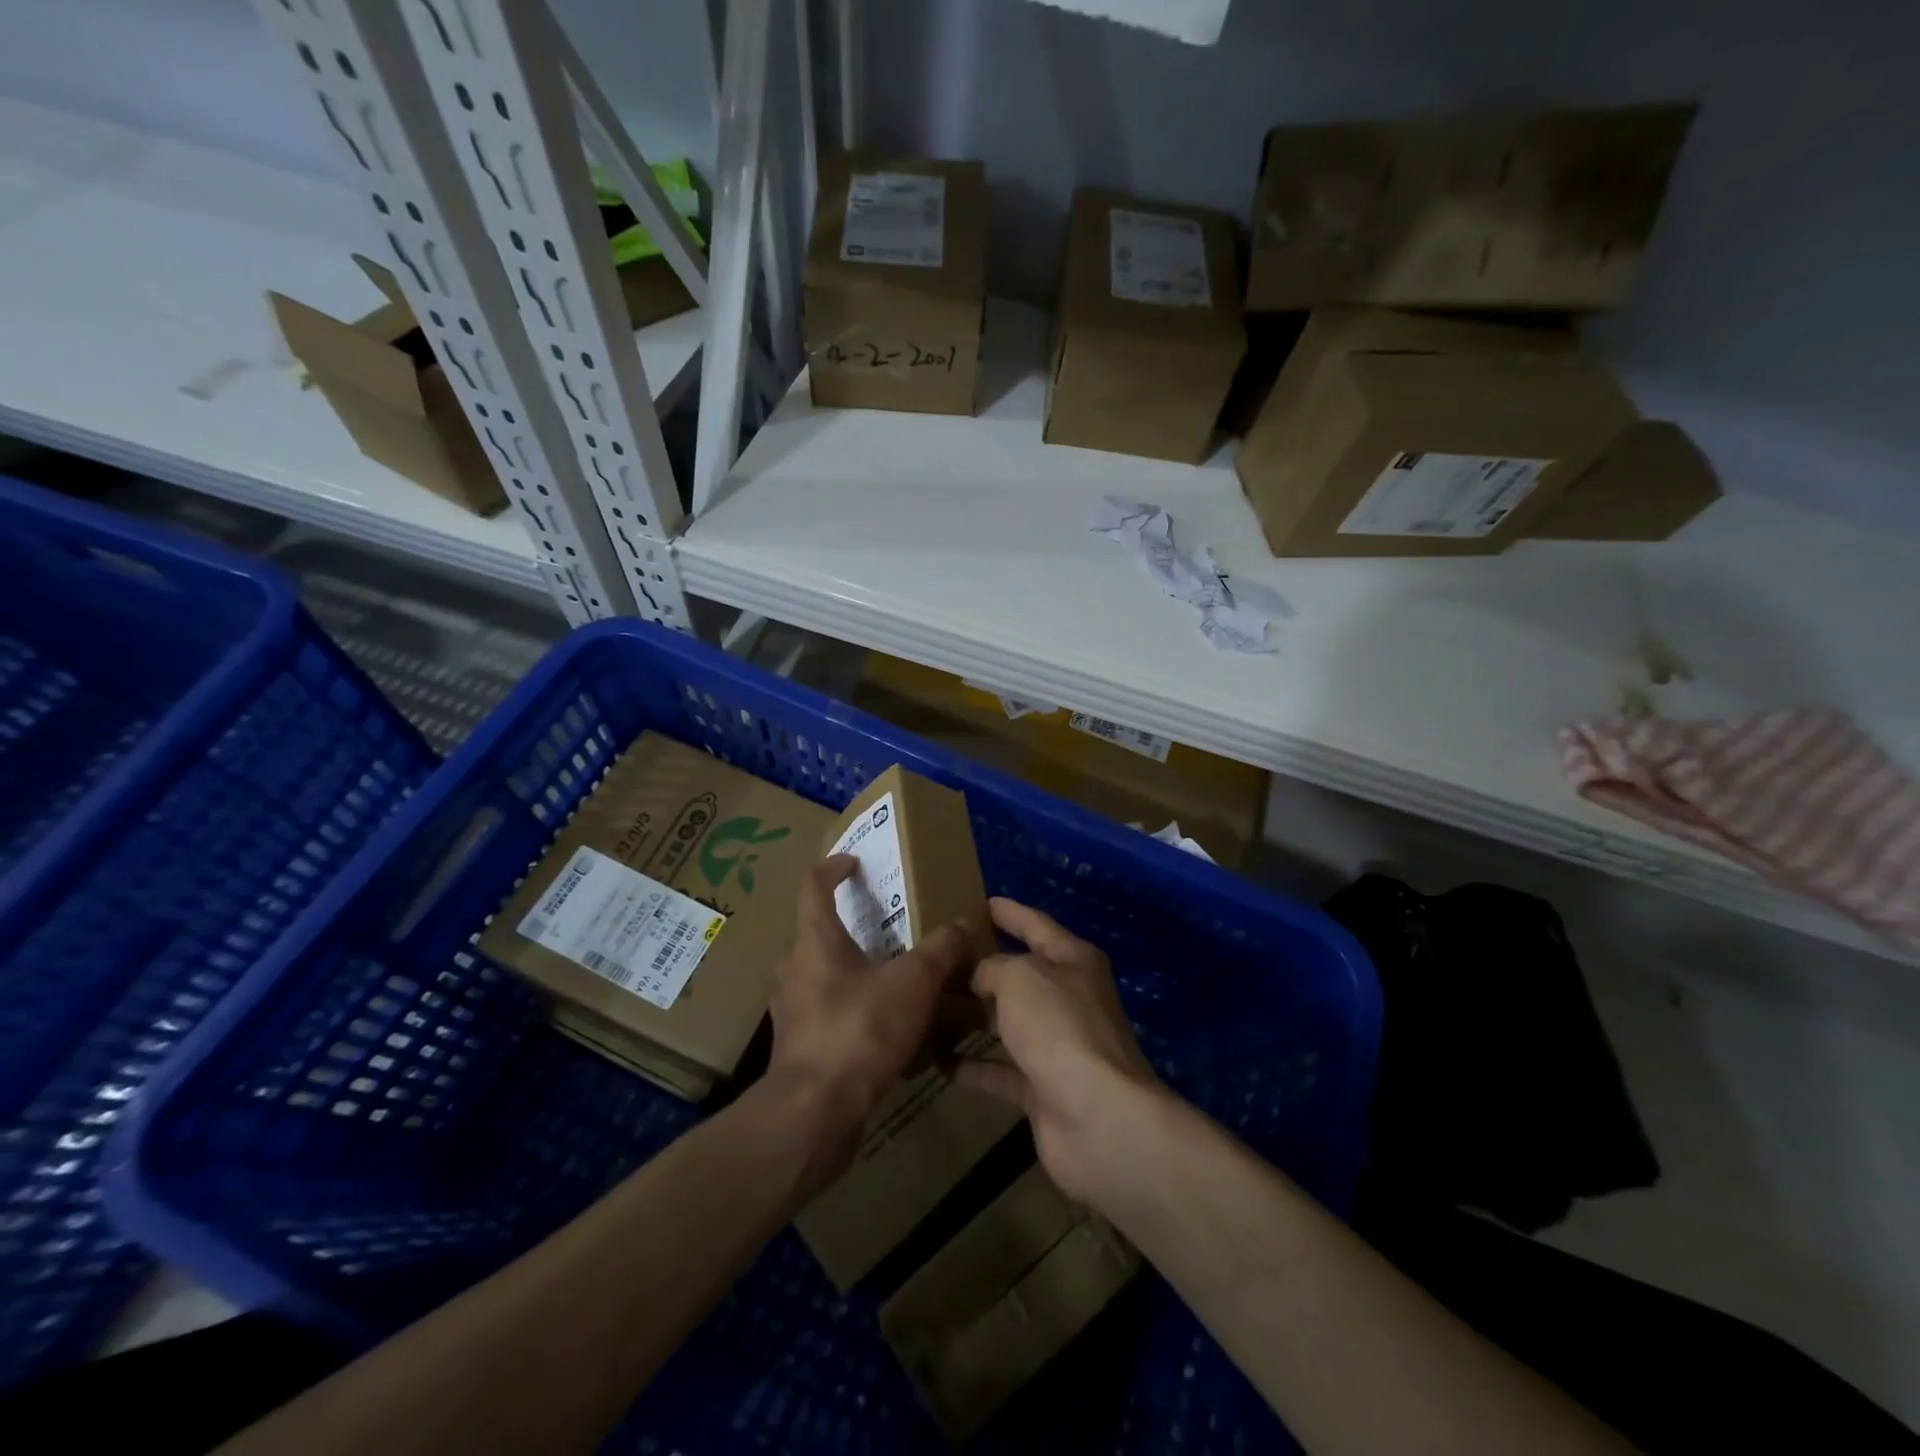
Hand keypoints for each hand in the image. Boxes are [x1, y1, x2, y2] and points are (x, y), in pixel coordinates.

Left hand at [766, 854, 975, 1186]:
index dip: (834, 867)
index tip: (856, 862)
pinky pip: (833, 1015)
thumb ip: (940, 951)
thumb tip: (963, 924)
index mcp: (815, 941)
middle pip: (821, 934)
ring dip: (860, 973)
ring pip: (828, 978)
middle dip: (855, 928)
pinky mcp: (801, 1048)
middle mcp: (796, 970)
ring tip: (899, 980)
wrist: (814, 1114)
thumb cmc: (859, 1030)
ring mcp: (794, 1011)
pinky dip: (859, 1012)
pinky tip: (892, 1030)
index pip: (814, 886)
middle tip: (892, 929)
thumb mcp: (913, 983)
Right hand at [953, 897, 1160, 1204]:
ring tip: (927, 1006)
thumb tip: (979, 976)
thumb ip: (992, 967)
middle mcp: (1067, 998)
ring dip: (971, 1017)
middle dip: (980, 966)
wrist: (1097, 1117)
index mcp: (1072, 960)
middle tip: (937, 957)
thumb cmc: (1059, 1027)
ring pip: (1006, 1023)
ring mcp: (1056, 1045)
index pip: (1035, 925)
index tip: (978, 902)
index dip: (1008, 912)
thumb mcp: (1019, 977)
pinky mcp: (1042, 1089)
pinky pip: (1000, 1070)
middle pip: (1019, 975)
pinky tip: (937, 1060)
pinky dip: (972, 1066)